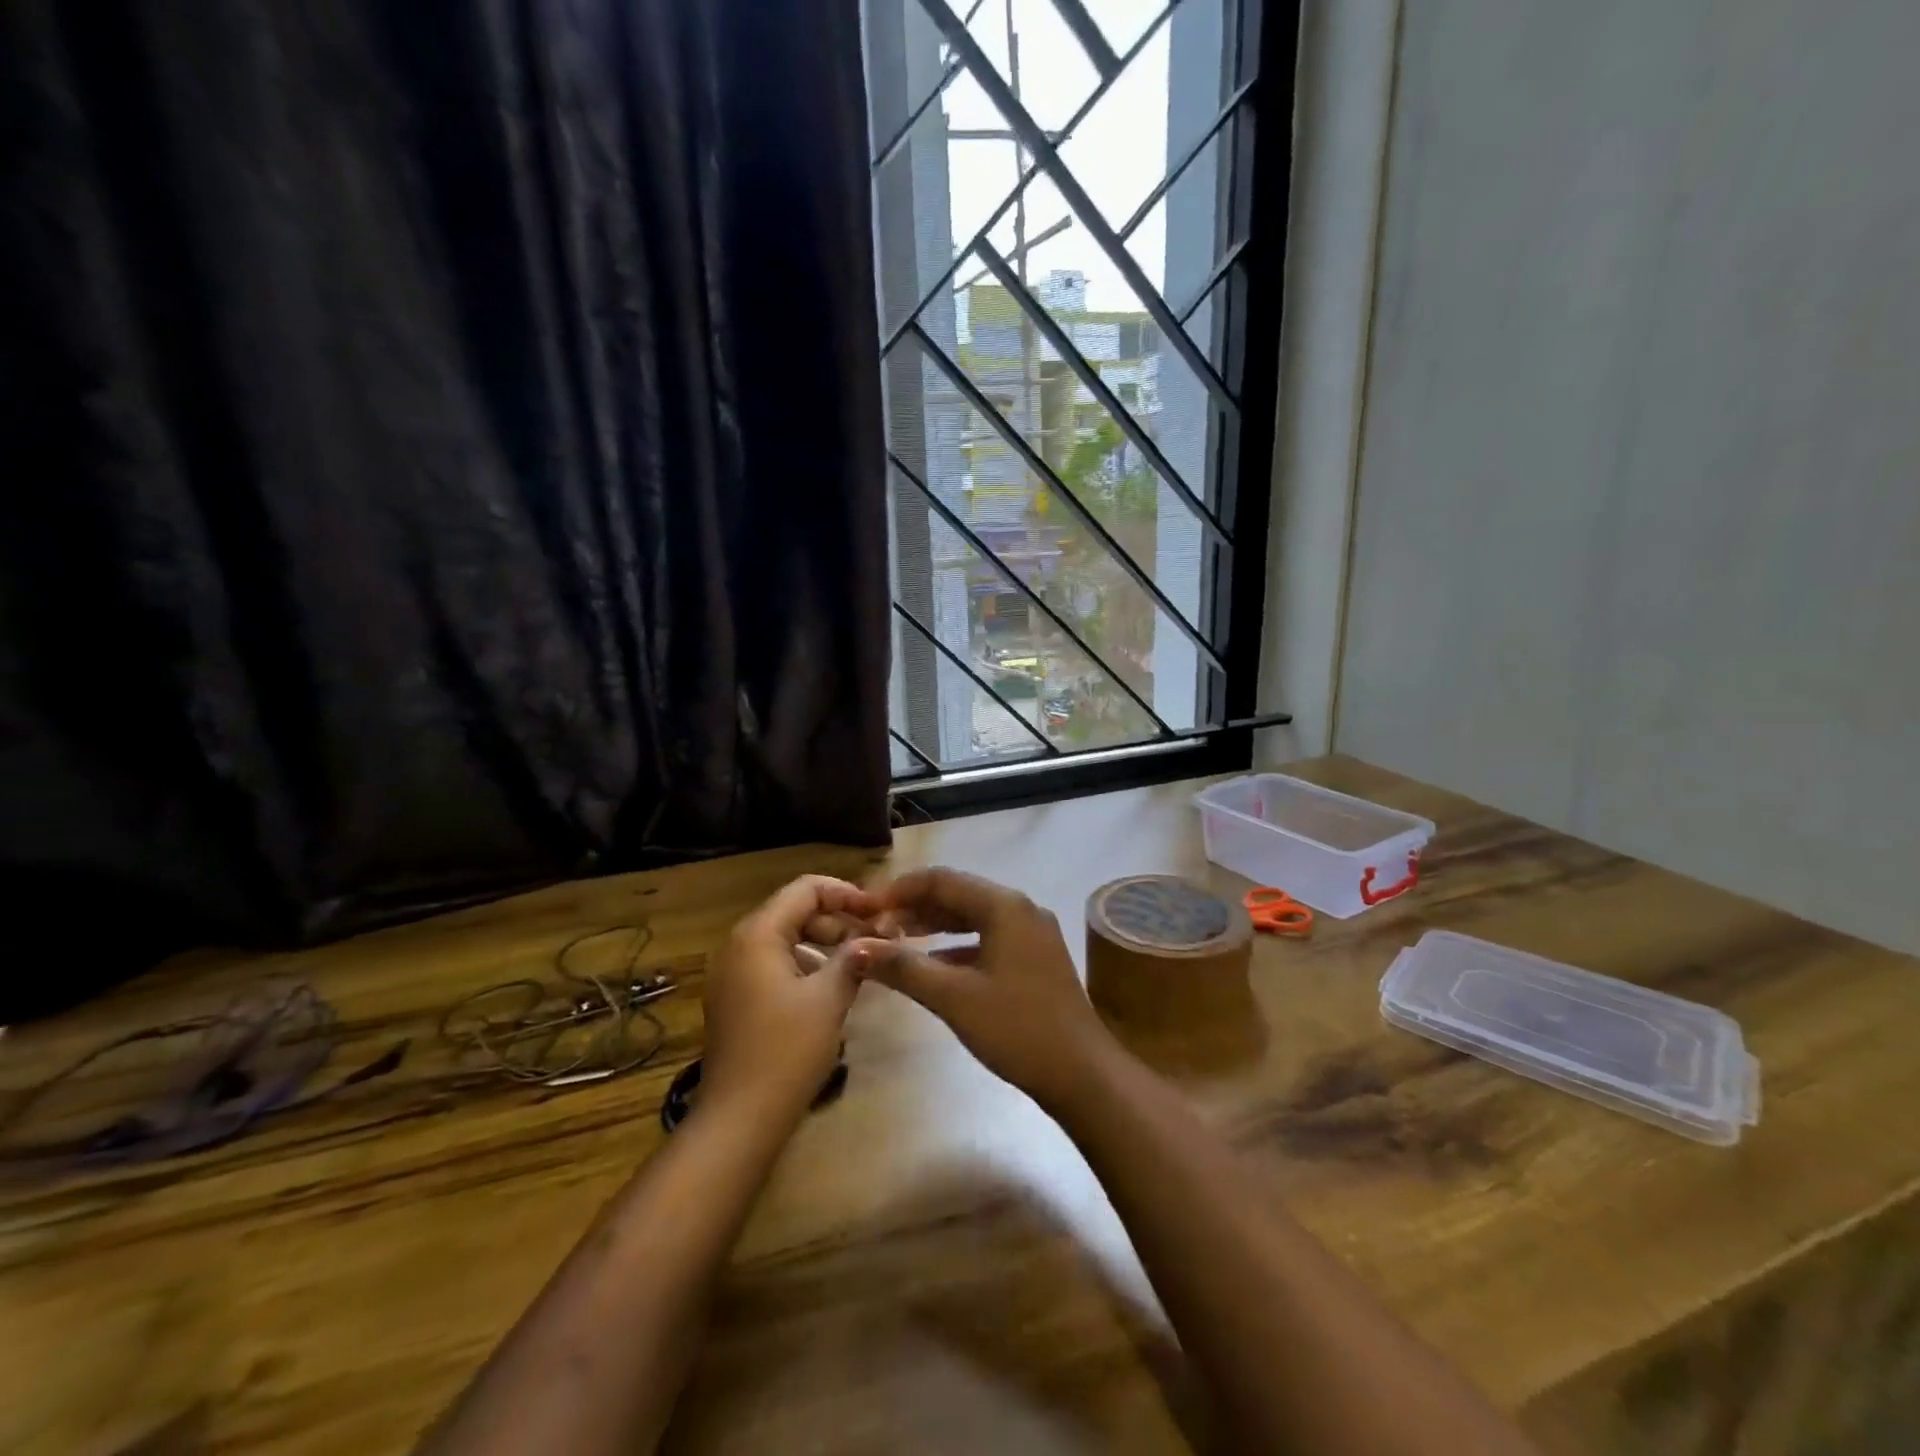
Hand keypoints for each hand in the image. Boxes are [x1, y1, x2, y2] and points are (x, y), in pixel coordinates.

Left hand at [700, 875, 883, 1122]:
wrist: (739, 1119)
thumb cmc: (787, 1051)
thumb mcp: (829, 998)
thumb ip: (853, 957)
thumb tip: (874, 937)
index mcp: (757, 934)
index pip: (805, 889)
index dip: (845, 893)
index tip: (878, 912)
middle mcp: (738, 944)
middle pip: (793, 910)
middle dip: (836, 919)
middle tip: (874, 938)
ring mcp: (732, 972)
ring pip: (784, 937)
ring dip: (822, 942)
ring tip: (858, 961)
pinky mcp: (734, 998)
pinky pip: (773, 962)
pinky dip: (804, 963)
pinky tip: (830, 986)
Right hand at [856, 868, 1114, 1110]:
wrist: (1082, 1074)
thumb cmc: (1017, 1029)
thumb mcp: (953, 997)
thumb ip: (903, 967)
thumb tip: (854, 947)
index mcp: (1004, 905)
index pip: (941, 880)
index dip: (898, 890)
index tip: (864, 908)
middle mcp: (1020, 908)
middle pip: (957, 894)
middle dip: (914, 907)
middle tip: (874, 927)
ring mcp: (1032, 932)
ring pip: (973, 916)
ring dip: (934, 926)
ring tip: (895, 940)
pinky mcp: (1035, 957)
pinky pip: (987, 938)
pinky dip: (956, 946)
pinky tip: (932, 965)